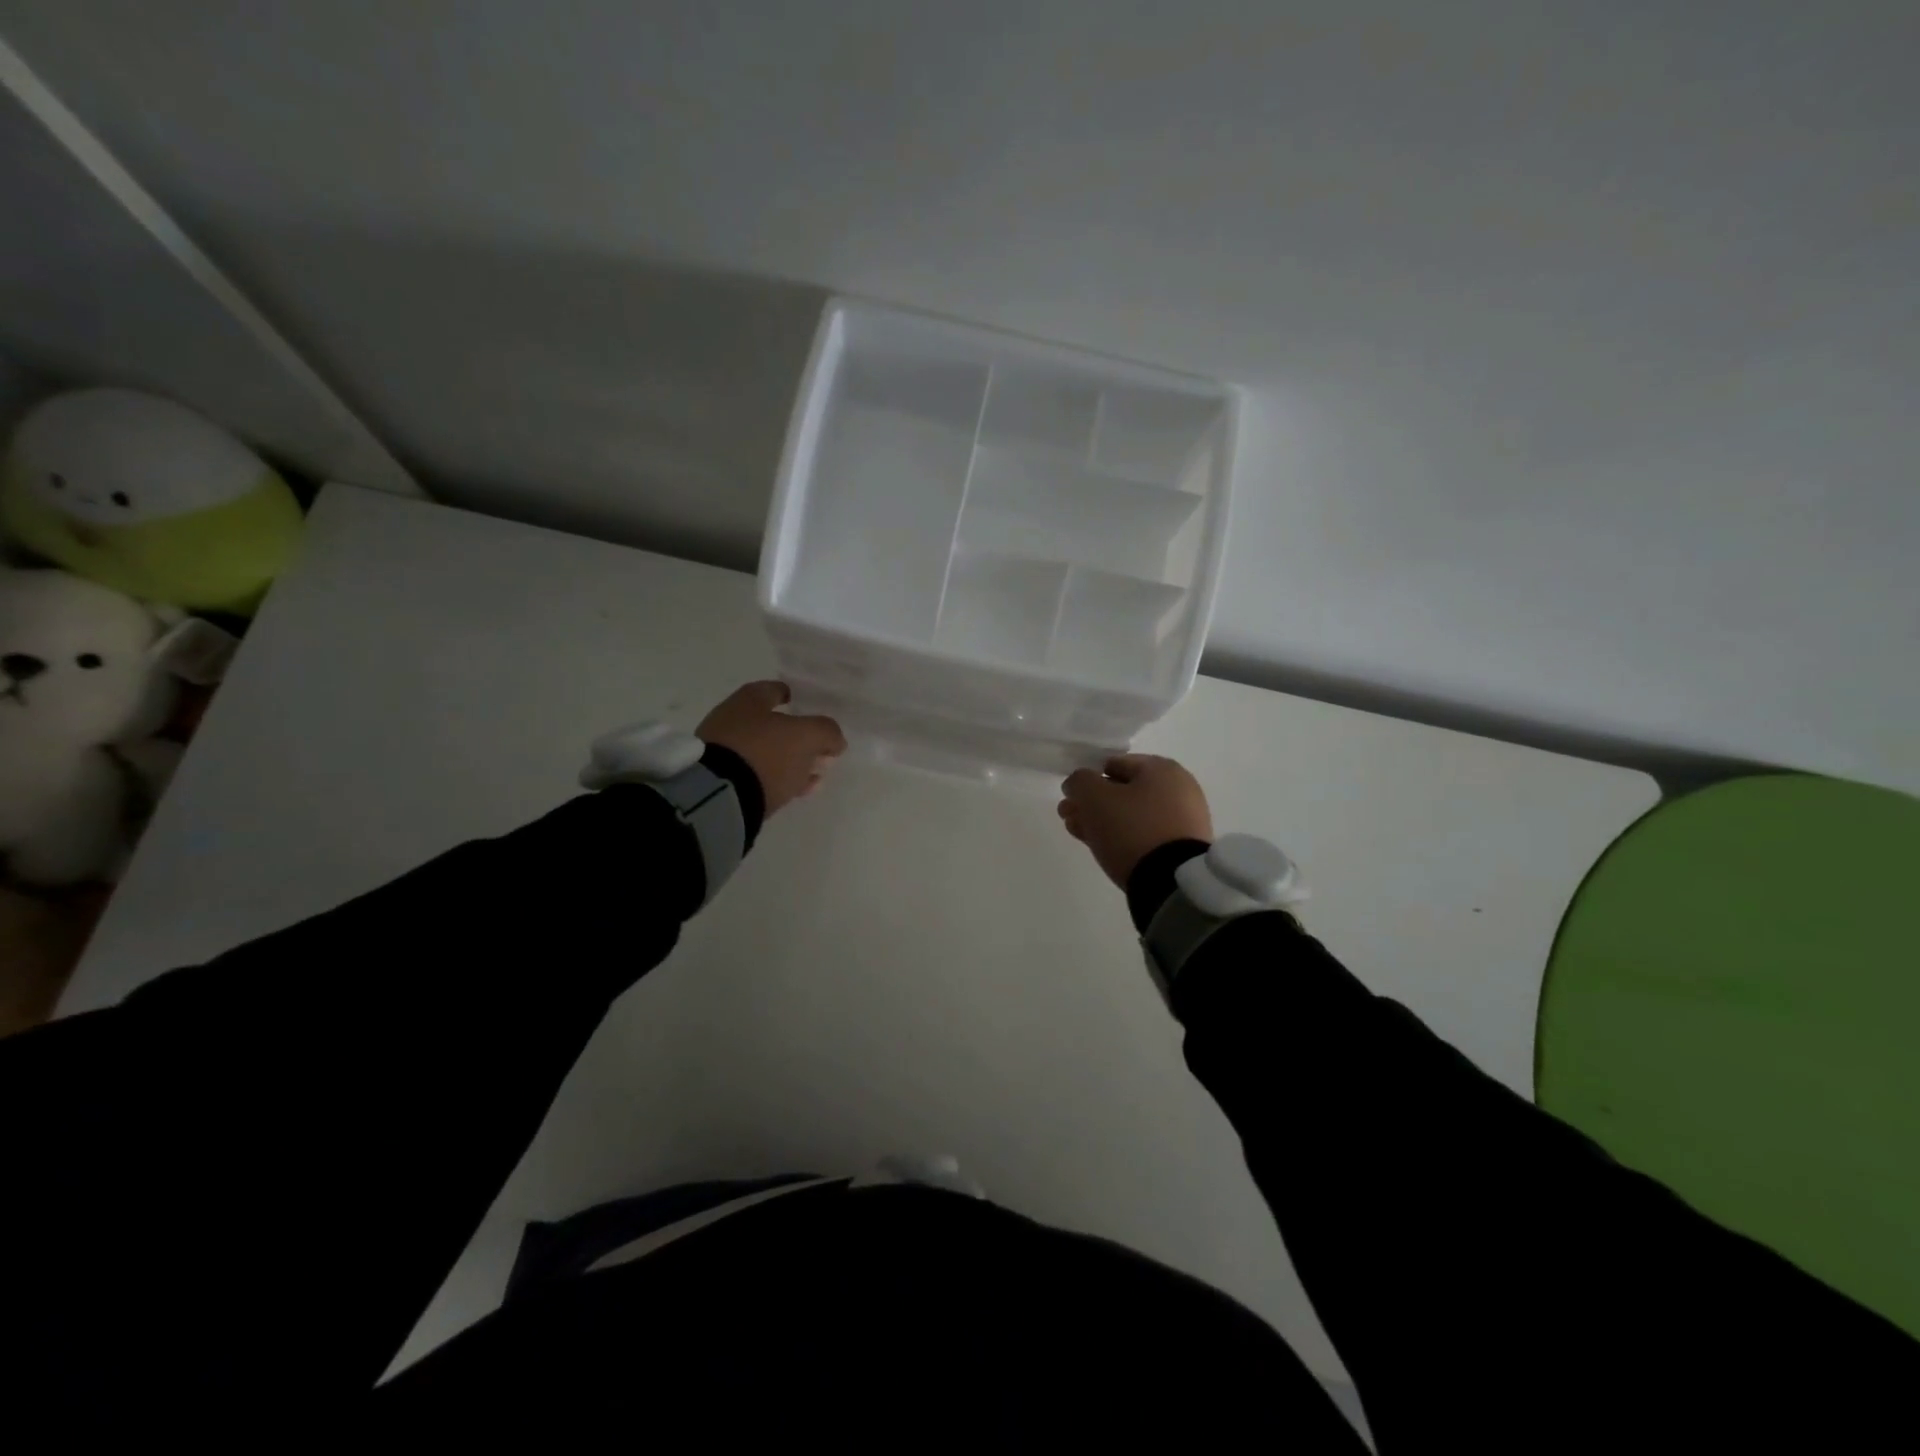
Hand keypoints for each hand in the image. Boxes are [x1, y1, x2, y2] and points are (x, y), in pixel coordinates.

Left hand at [698, 681, 846, 815]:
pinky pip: (755, 775)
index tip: (807, 707)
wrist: (720, 795)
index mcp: (748, 700)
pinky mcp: (721, 780)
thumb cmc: (765, 753)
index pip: (773, 690)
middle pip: (770, 724)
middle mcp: (731, 720)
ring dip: (789, 761)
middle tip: (818, 749)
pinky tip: (796, 790)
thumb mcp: (807, 737)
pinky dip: (776, 779)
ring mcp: (723, 751)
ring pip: (764, 752)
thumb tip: (835, 740)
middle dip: (795, 736)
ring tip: (813, 775)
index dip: (792, 696)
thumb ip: (826, 732)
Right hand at [1058, 754, 1212, 888]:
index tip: (1070, 798)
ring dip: (1102, 821)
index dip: (1088, 779)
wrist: (1171, 881)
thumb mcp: (1095, 798)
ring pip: (1132, 815)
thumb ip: (1079, 782)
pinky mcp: (1182, 848)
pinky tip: (1102, 847)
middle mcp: (1178, 789)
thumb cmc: (1132, 828)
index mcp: (1162, 769)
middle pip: (1122, 792)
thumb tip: (1077, 783)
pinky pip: (1145, 834)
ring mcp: (1183, 820)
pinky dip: (1123, 837)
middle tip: (1068, 818)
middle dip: (1092, 803)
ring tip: (1080, 835)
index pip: (1114, 764)